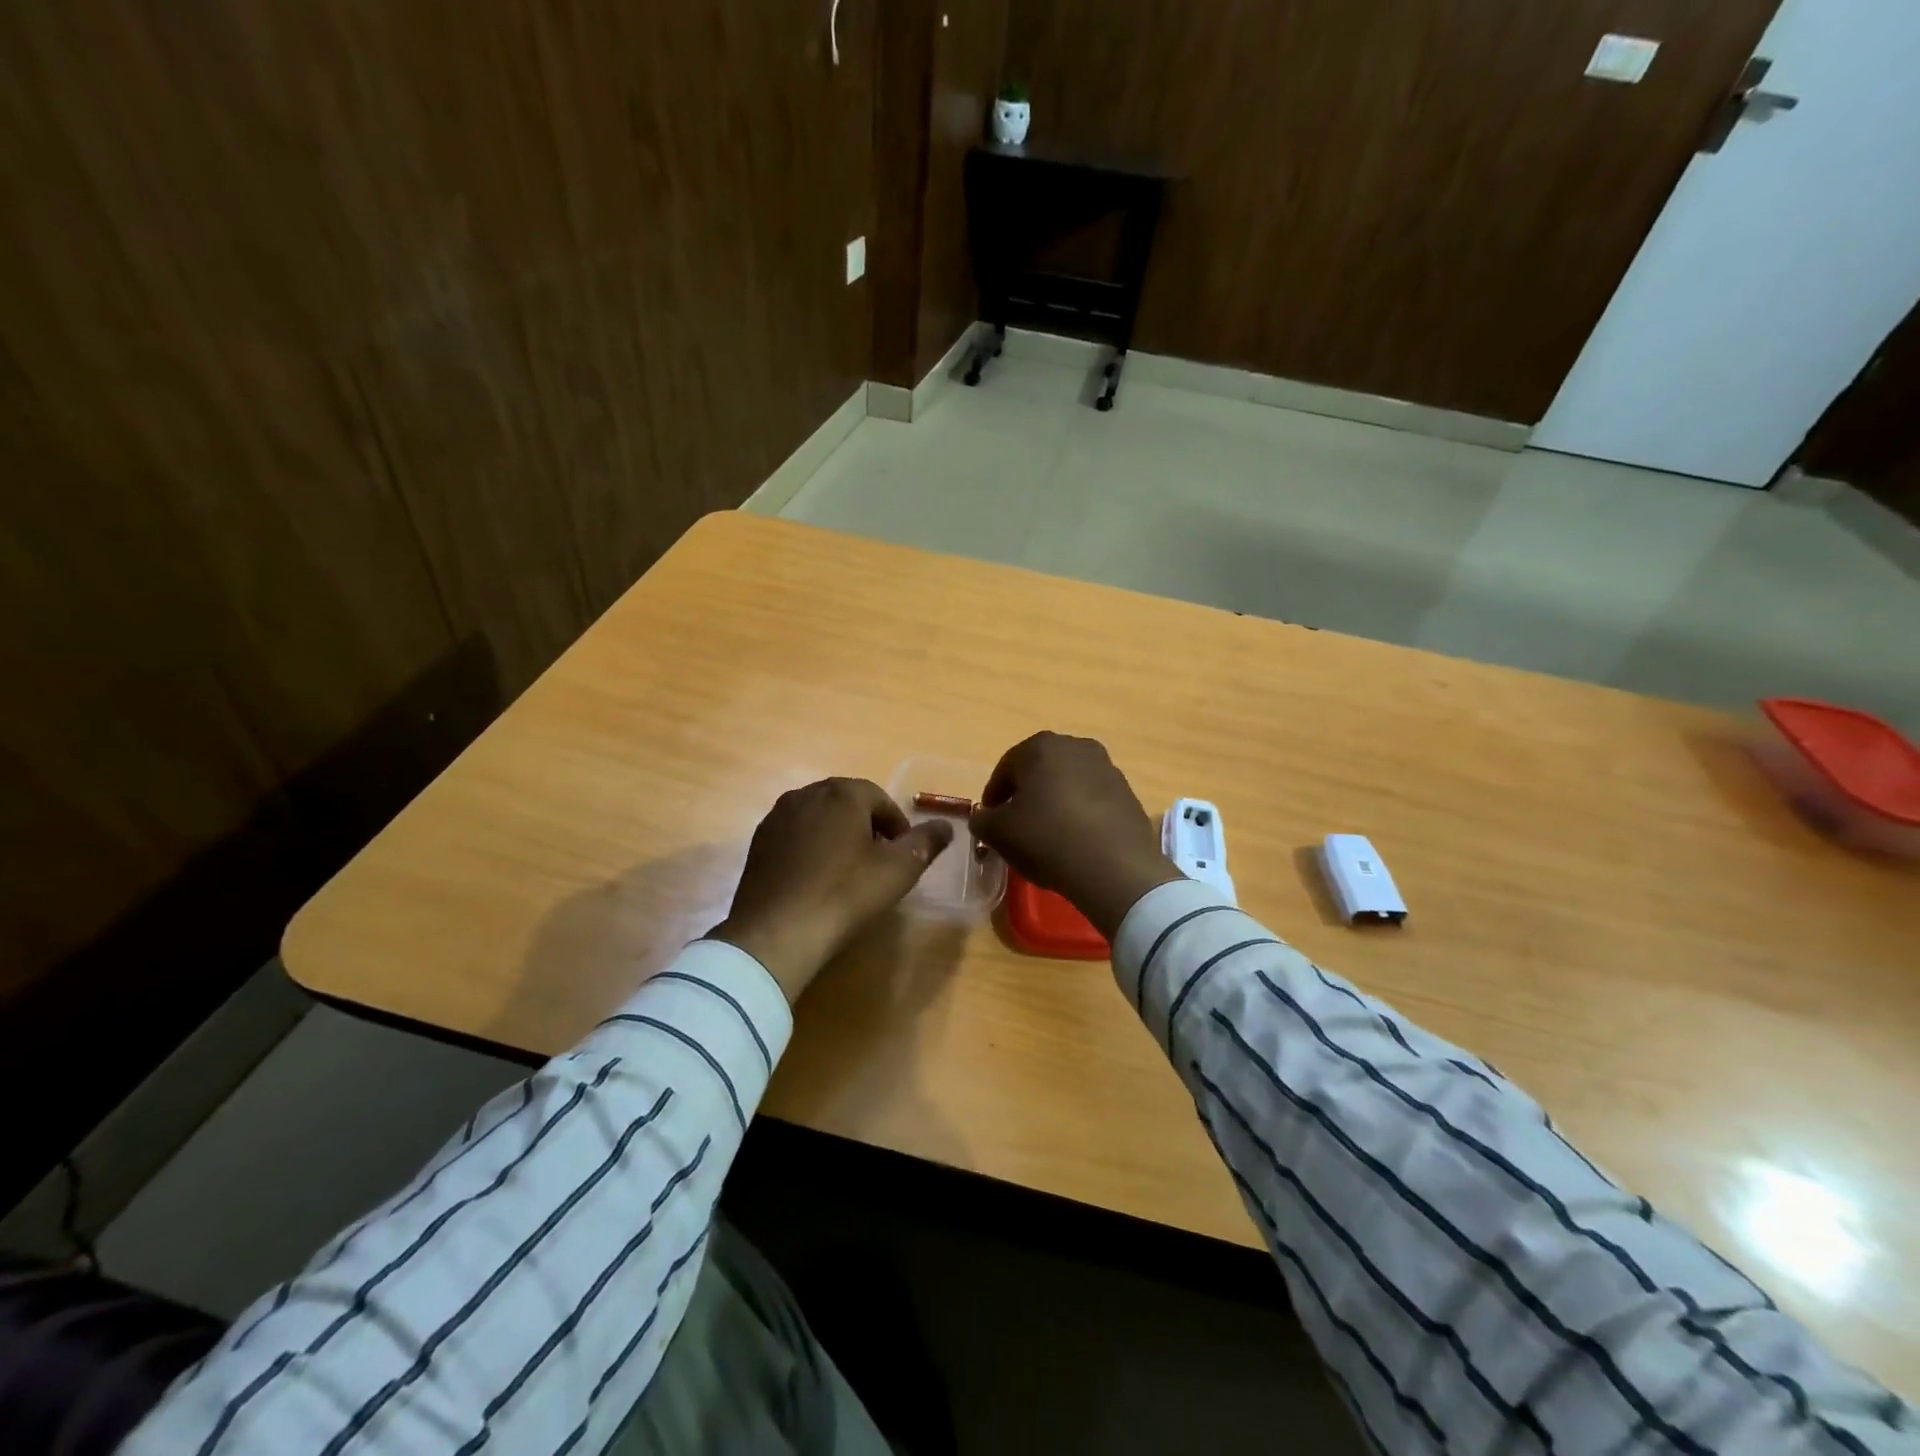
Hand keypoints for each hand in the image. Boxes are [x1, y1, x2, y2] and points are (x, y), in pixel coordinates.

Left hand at [710, 778, 953, 1002]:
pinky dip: (812, 849)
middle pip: (848, 804)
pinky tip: (817, 880)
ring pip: (820, 818)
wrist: (777, 932)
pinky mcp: (758, 842)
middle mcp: (807, 793)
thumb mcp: (898, 870)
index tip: (904, 856)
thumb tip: (947, 825)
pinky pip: (796, 836)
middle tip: (880, 863)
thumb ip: (925, 842)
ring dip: (838, 837)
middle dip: (868, 828)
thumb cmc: (845, 894)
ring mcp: (777, 817)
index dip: (898, 826)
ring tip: (849, 872)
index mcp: (842, 793)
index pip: (880, 799)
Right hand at [970, 732, 1183, 938]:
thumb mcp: (999, 833)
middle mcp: (1077, 746)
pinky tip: (1075, 840)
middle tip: (1016, 824)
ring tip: (1047, 834)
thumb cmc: (1047, 839)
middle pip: (1040, 771)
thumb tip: (984, 817)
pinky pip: (1093, 800)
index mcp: (1042, 746)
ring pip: (1068, 783)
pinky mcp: (1128, 793)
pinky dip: (1080, 814)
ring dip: (1055, 802)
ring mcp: (1107, 768)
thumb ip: (982, 820)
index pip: (1006, 767)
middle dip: (1026, 794)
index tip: (989, 819)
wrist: (1114, 868)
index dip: (994, 794)